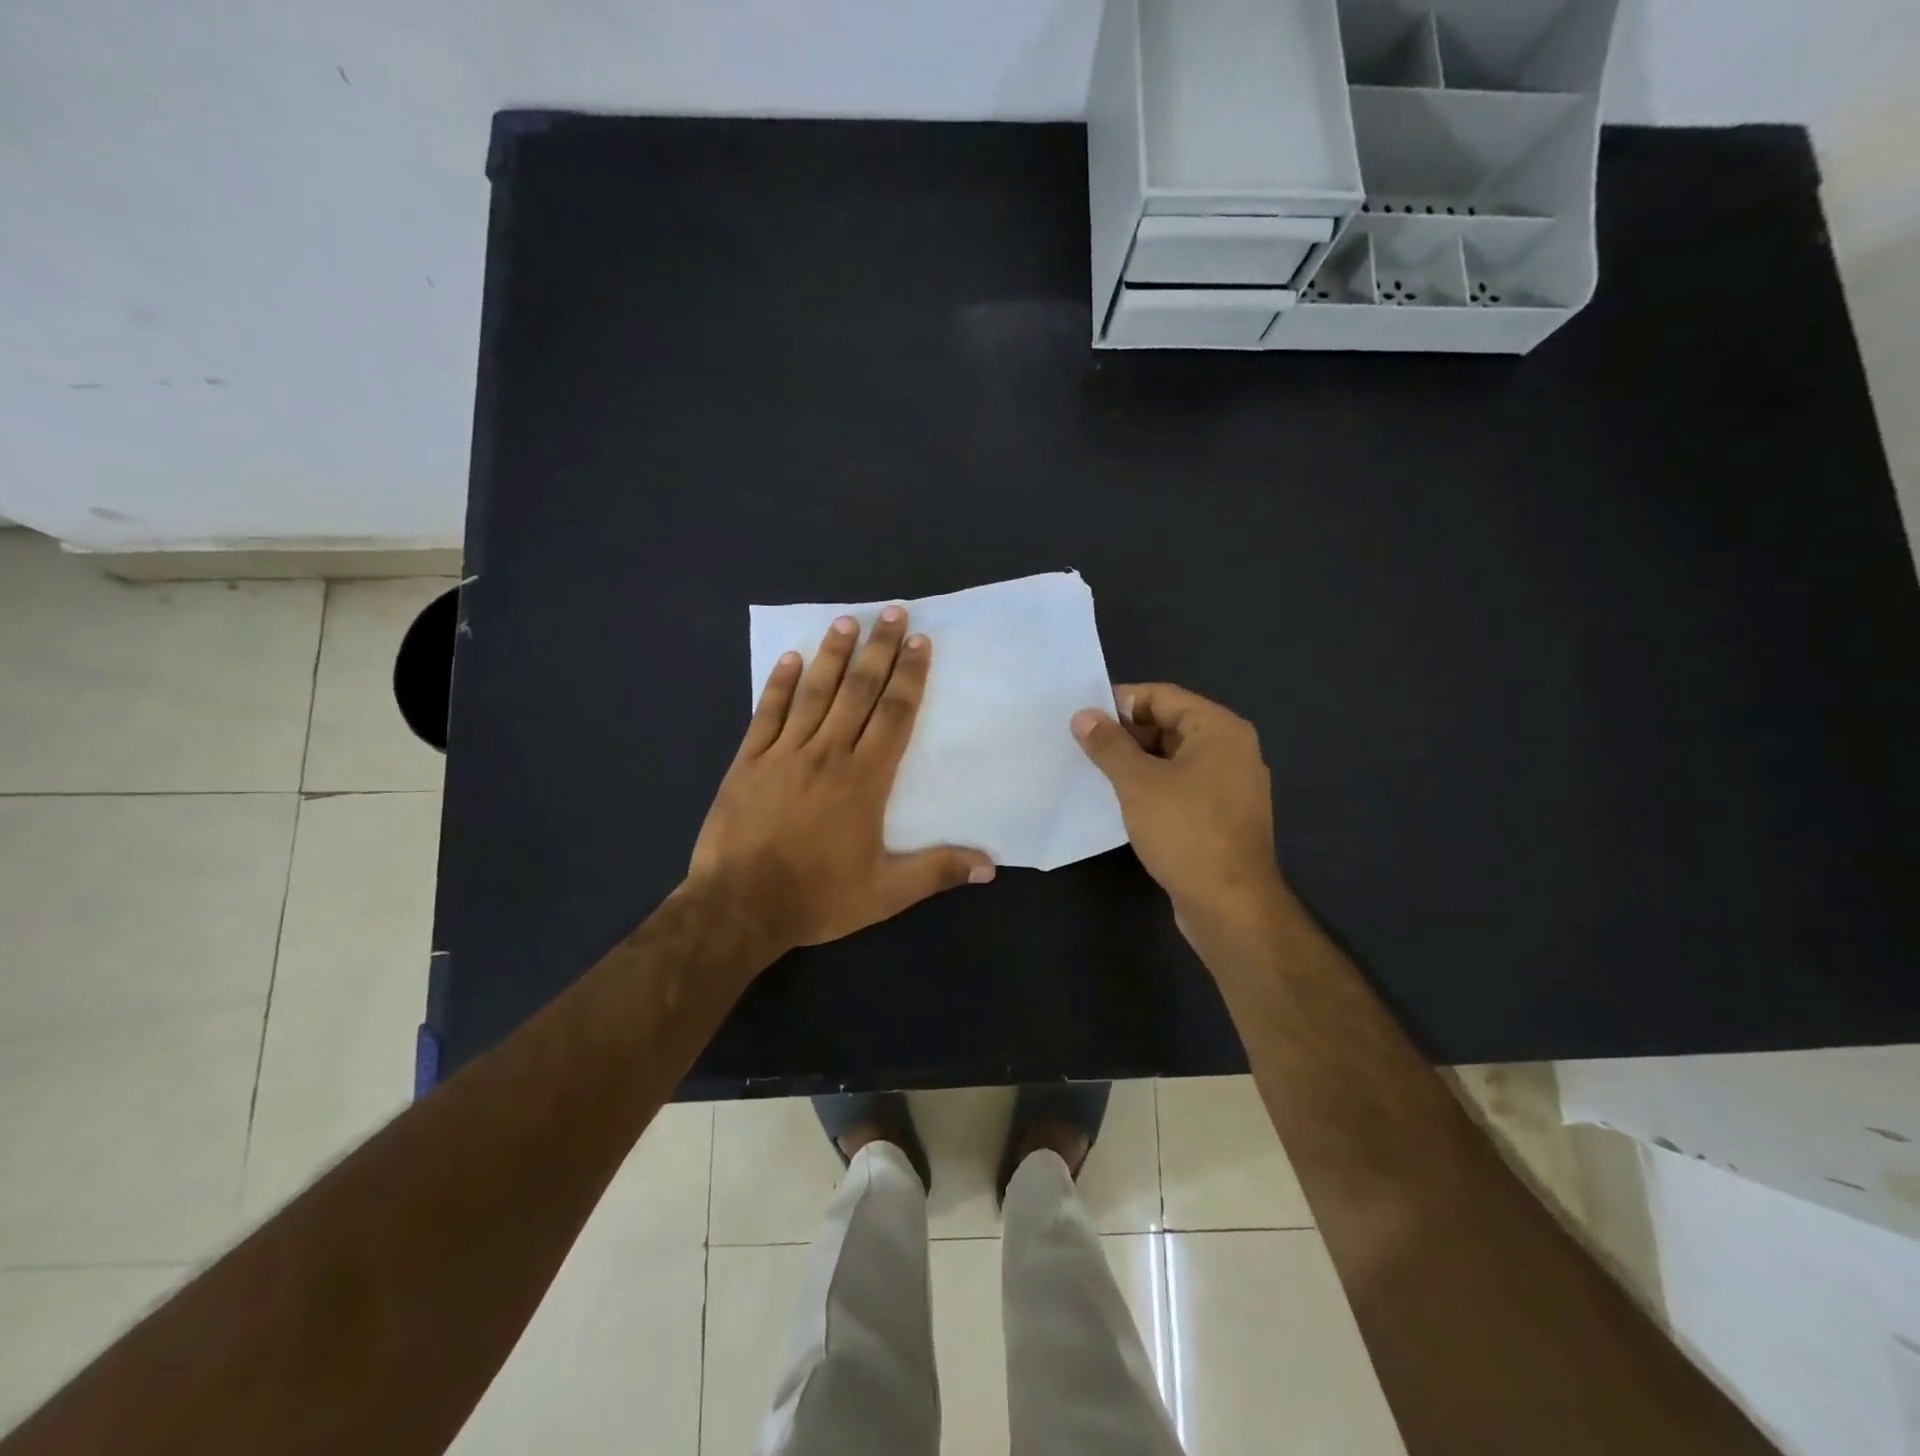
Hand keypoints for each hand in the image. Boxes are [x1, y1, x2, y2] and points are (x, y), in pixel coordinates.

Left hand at [689, 606, 992, 962]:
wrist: (738, 907)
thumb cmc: (816, 897)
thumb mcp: (885, 894)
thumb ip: (936, 872)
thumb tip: (990, 866)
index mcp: (864, 780)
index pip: (894, 715)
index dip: (910, 676)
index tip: (920, 643)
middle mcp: (827, 754)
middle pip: (858, 691)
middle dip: (878, 649)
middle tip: (892, 612)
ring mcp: (784, 753)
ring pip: (814, 693)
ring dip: (832, 655)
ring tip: (846, 621)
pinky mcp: (749, 761)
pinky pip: (766, 713)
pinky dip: (779, 684)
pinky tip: (790, 658)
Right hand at [1071, 683, 1284, 945]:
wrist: (1230, 906)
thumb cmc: (1186, 832)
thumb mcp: (1138, 783)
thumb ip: (1109, 745)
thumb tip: (1083, 716)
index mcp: (1219, 729)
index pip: (1162, 696)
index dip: (1120, 702)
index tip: (1082, 717)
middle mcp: (1231, 750)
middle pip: (1169, 724)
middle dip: (1126, 734)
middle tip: (1083, 747)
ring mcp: (1229, 785)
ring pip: (1173, 758)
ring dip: (1136, 762)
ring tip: (1095, 772)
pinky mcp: (1221, 816)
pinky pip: (1181, 786)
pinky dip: (1152, 787)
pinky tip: (1122, 802)